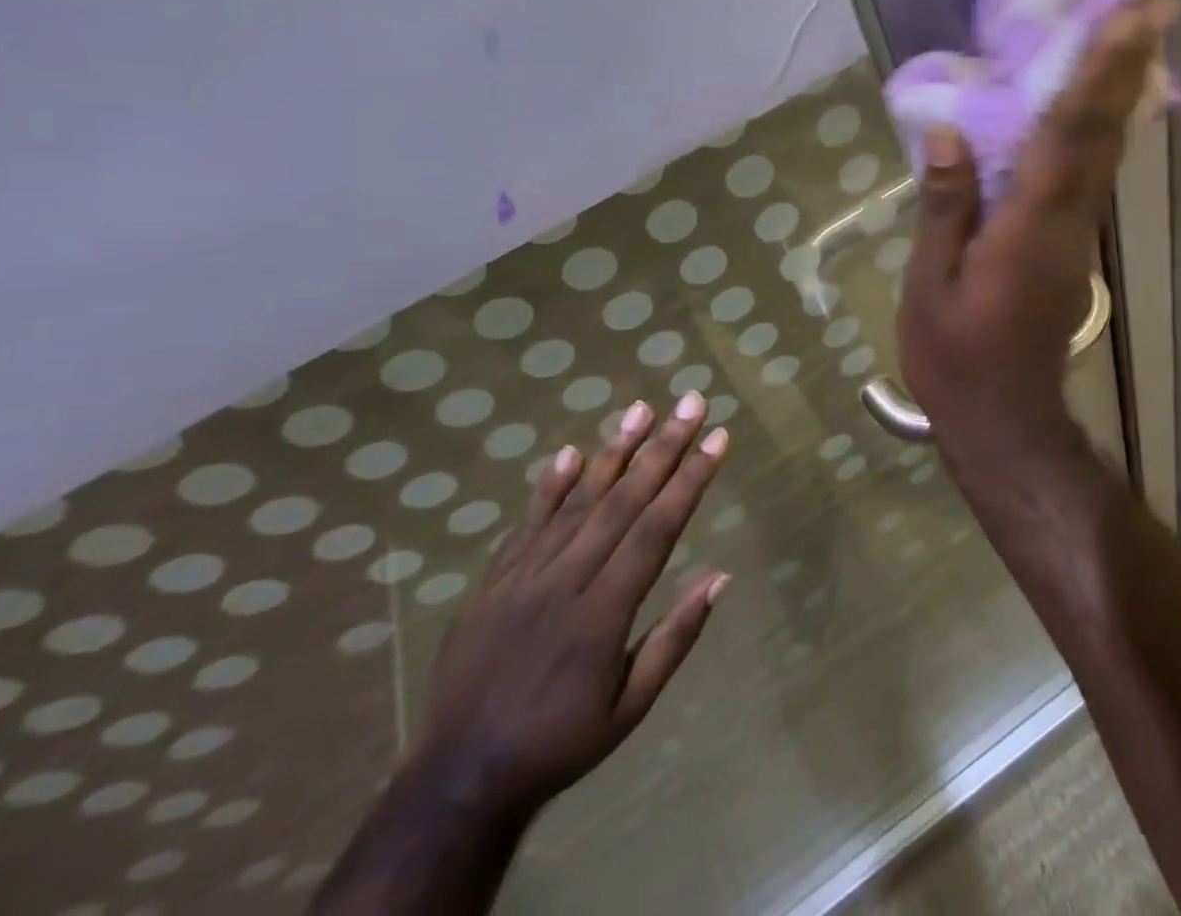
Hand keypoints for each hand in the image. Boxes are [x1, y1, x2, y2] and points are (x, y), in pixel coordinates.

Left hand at [413, 394, 730, 823]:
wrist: (460, 778)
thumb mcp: (632, 707)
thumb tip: (720, 577)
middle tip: (692, 403)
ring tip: (641, 408)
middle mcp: (566, 581)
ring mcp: (523, 577)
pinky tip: (568, 453)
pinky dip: (548, 487)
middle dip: (663, 447)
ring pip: (576, 501)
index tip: (717, 438)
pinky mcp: (492, 583)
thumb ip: (675, 639)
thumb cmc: (561, 742)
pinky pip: (526, 525)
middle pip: (623, 501)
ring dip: (613, 452)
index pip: (657, 529)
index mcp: (604, 612)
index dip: (690, 480)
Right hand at [896, 0, 1177, 465]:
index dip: (1101, 70)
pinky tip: (1103, 99)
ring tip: (1139, 31)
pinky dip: (1105, 123)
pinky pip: (1093, 170)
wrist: (1006, 420)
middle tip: (1157, 0)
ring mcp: (1077, 232)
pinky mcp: (1072, 244)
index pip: (1071, 132)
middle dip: (1132, 62)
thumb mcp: (931, 285)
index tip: (1132, 15)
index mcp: (1031, 225)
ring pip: (1108, 148)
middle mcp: (1068, 219)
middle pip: (1106, 130)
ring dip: (1126, 86)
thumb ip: (945, 206)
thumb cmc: (957, 357)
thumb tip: (949, 132)